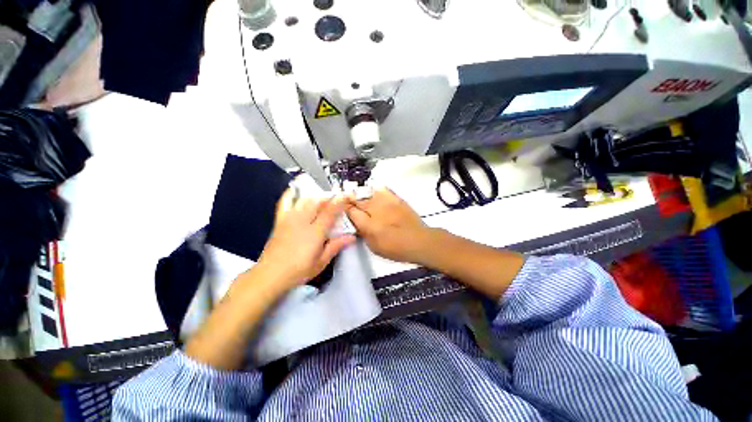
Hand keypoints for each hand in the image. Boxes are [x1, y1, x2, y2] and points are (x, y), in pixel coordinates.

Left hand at [257, 188, 355, 288]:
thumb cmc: (298, 270)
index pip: (330, 212)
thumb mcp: (321, 262)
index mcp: (315, 232)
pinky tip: (295, 190)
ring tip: (323, 198)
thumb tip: (352, 237)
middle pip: (318, 203)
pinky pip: (285, 202)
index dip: (340, 202)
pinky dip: (290, 194)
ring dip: (316, 197)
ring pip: (305, 200)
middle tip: (337, 199)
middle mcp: (302, 222)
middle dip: (329, 198)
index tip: (347, 196)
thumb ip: (336, 246)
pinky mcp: (280, 221)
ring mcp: (290, 219)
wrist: (270, 275)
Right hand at [346, 188, 434, 263]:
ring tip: (360, 197)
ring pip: (368, 193)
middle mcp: (376, 211)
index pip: (351, 212)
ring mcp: (387, 203)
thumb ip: (363, 233)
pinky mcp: (396, 199)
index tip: (343, 209)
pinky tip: (375, 192)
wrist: (418, 241)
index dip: (345, 209)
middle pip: (358, 200)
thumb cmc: (396, 248)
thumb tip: (356, 223)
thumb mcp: (374, 247)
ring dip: (362, 195)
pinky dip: (376, 190)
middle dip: (350, 199)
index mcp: (369, 225)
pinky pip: (383, 190)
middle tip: (347, 200)